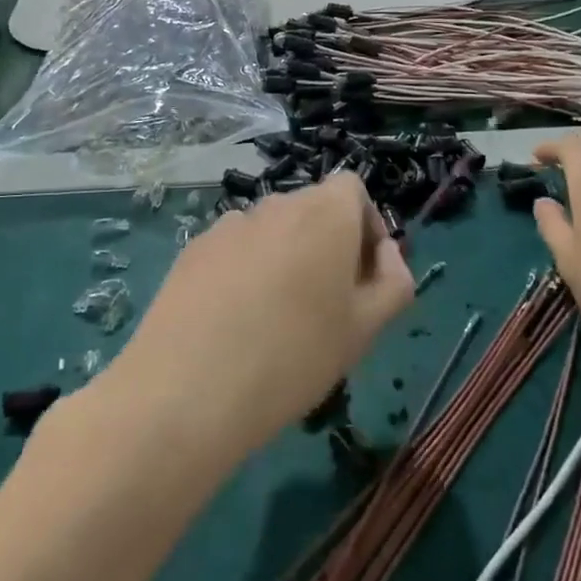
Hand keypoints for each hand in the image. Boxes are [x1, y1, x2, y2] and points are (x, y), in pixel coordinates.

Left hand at [110, 174, 413, 461]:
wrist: (187, 390)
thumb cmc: (294, 357)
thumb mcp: (365, 329)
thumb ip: (394, 282)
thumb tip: (386, 254)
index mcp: (325, 212)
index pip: (353, 189)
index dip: (365, 226)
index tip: (363, 276)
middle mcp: (278, 204)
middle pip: (313, 208)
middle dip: (328, 244)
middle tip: (326, 306)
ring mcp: (230, 223)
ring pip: (273, 231)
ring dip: (285, 257)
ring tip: (275, 320)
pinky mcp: (194, 248)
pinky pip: (236, 249)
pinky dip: (245, 271)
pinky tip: (234, 322)